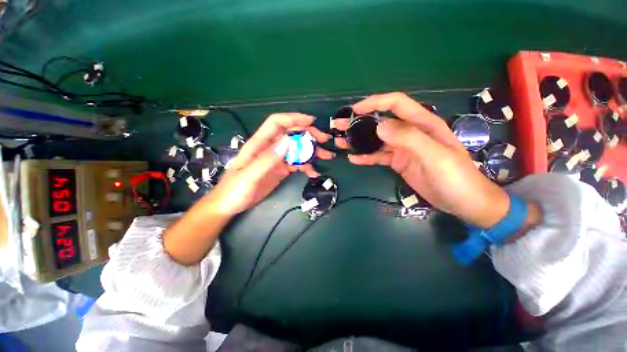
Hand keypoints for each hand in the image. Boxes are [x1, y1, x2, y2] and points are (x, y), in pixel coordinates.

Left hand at [207, 113, 333, 215]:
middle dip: (308, 134)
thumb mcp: (249, 176)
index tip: (311, 121)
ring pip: (297, 149)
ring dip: (312, 151)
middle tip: (324, 140)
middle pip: (291, 134)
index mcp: (259, 144)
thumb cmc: (234, 190)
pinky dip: (306, 166)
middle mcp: (269, 148)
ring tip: (326, 156)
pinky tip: (314, 173)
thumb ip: (267, 159)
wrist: (230, 205)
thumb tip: (288, 142)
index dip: (293, 119)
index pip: (277, 123)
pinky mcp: (280, 170)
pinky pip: (296, 164)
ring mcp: (276, 159)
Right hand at [334, 92, 509, 227]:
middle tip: (340, 127)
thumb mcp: (435, 156)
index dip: (375, 102)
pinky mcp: (398, 162)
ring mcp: (402, 148)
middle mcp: (410, 133)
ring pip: (376, 140)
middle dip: (360, 122)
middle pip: (381, 122)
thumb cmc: (455, 177)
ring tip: (341, 142)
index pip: (396, 104)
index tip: (355, 110)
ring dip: (359, 140)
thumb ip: (409, 139)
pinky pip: (378, 157)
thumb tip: (379, 127)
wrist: (463, 202)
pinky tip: (353, 159)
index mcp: (422, 123)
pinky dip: (366, 157)